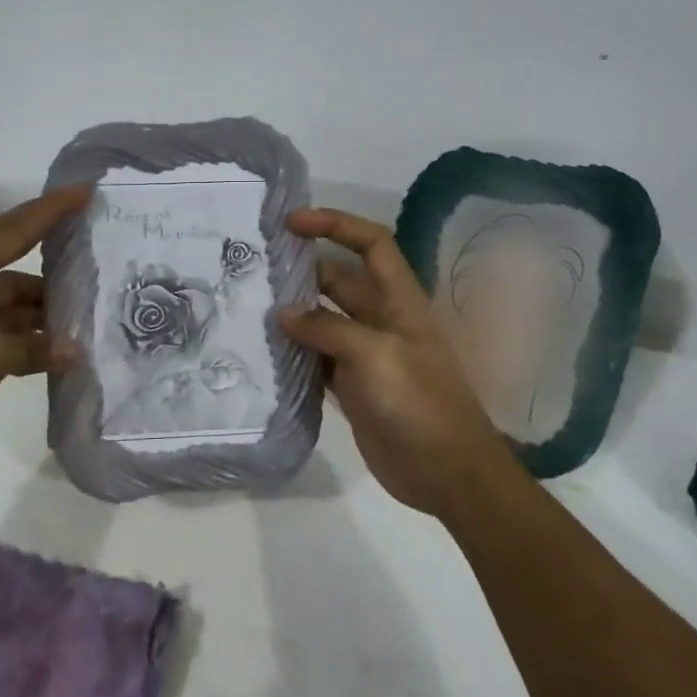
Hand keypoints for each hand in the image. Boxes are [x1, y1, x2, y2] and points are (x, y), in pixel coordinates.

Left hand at [0, 185, 90, 474]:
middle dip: (56, 272)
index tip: (86, 191)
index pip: (11, 231)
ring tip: (91, 317)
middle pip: (14, 269)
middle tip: (102, 265)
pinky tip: (61, 351)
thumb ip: (33, 350)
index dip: (51, 210)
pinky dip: (27, 341)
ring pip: (10, 305)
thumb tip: (76, 350)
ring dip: (44, 315)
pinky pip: (0, 333)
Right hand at [279, 209, 512, 521]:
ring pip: (323, 319)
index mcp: (399, 301)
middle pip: (339, 280)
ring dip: (293, 312)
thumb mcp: (376, 356)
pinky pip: (317, 358)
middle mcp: (381, 320)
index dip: (336, 225)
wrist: (447, 472)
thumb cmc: (420, 403)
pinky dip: (294, 352)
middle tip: (254, 268)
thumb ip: (328, 329)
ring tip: (249, 305)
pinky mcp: (352, 386)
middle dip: (303, 269)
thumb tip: (283, 313)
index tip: (292, 223)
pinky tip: (265, 352)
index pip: (371, 244)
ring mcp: (365, 354)